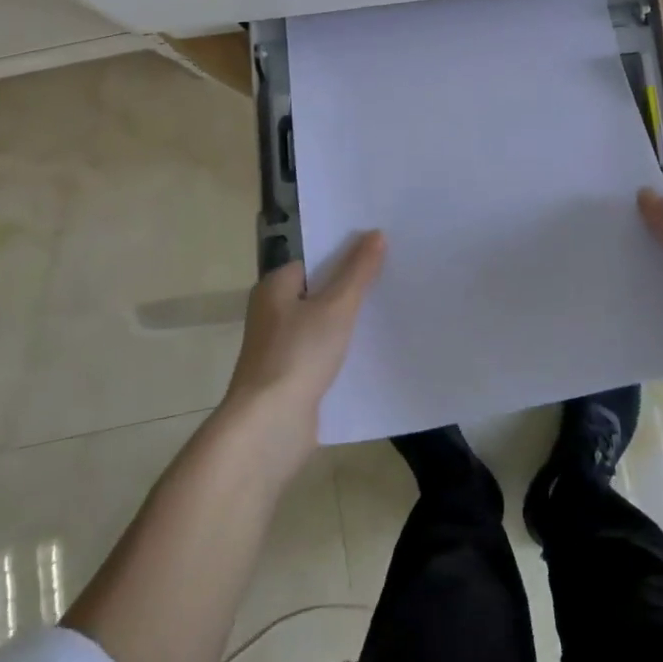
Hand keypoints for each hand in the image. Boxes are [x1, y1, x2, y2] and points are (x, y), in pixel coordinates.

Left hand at [220, 231, 386, 463]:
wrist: (269, 427)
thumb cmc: (298, 355)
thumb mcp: (336, 307)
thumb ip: (358, 271)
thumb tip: (376, 233)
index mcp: (275, 288)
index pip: (314, 260)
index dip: (345, 255)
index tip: (379, 253)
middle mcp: (273, 314)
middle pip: (320, 292)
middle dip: (351, 289)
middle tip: (393, 279)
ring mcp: (281, 349)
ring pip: (323, 326)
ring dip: (350, 323)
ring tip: (390, 312)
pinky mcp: (292, 379)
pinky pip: (324, 355)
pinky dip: (345, 353)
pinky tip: (374, 352)